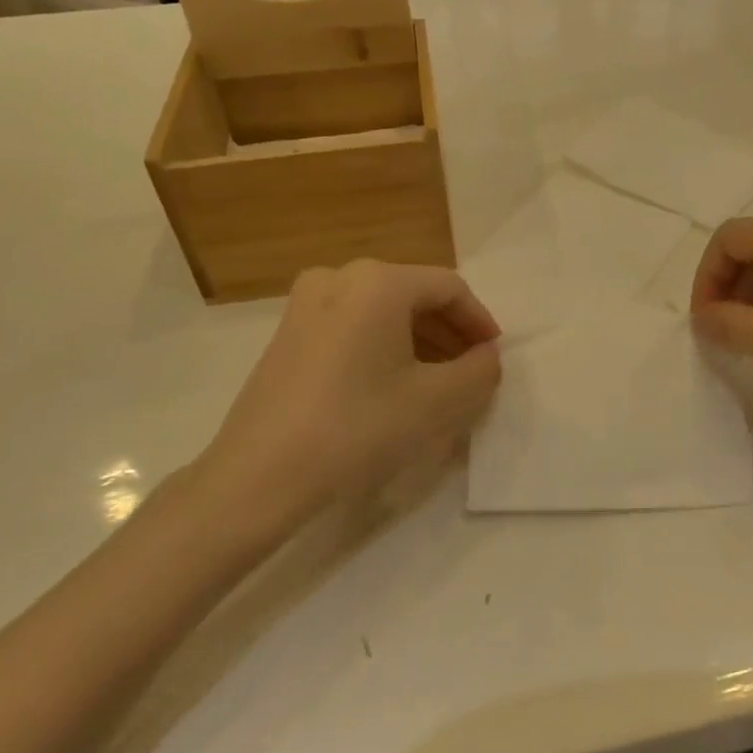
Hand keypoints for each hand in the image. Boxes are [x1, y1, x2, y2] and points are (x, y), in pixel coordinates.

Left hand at [189, 261, 501, 536]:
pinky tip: (392, 386)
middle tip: (470, 372)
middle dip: (449, 333)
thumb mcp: (438, 401)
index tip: (493, 357)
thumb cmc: (358, 428)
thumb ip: (479, 371)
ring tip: (437, 383)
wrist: (259, 476)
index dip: (480, 322)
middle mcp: (340, 276)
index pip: (450, 288)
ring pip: (382, 312)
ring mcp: (306, 303)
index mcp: (379, 282)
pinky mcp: (287, 333)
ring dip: (418, 341)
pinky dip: (383, 347)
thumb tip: (486, 357)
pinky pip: (353, 326)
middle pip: (414, 295)